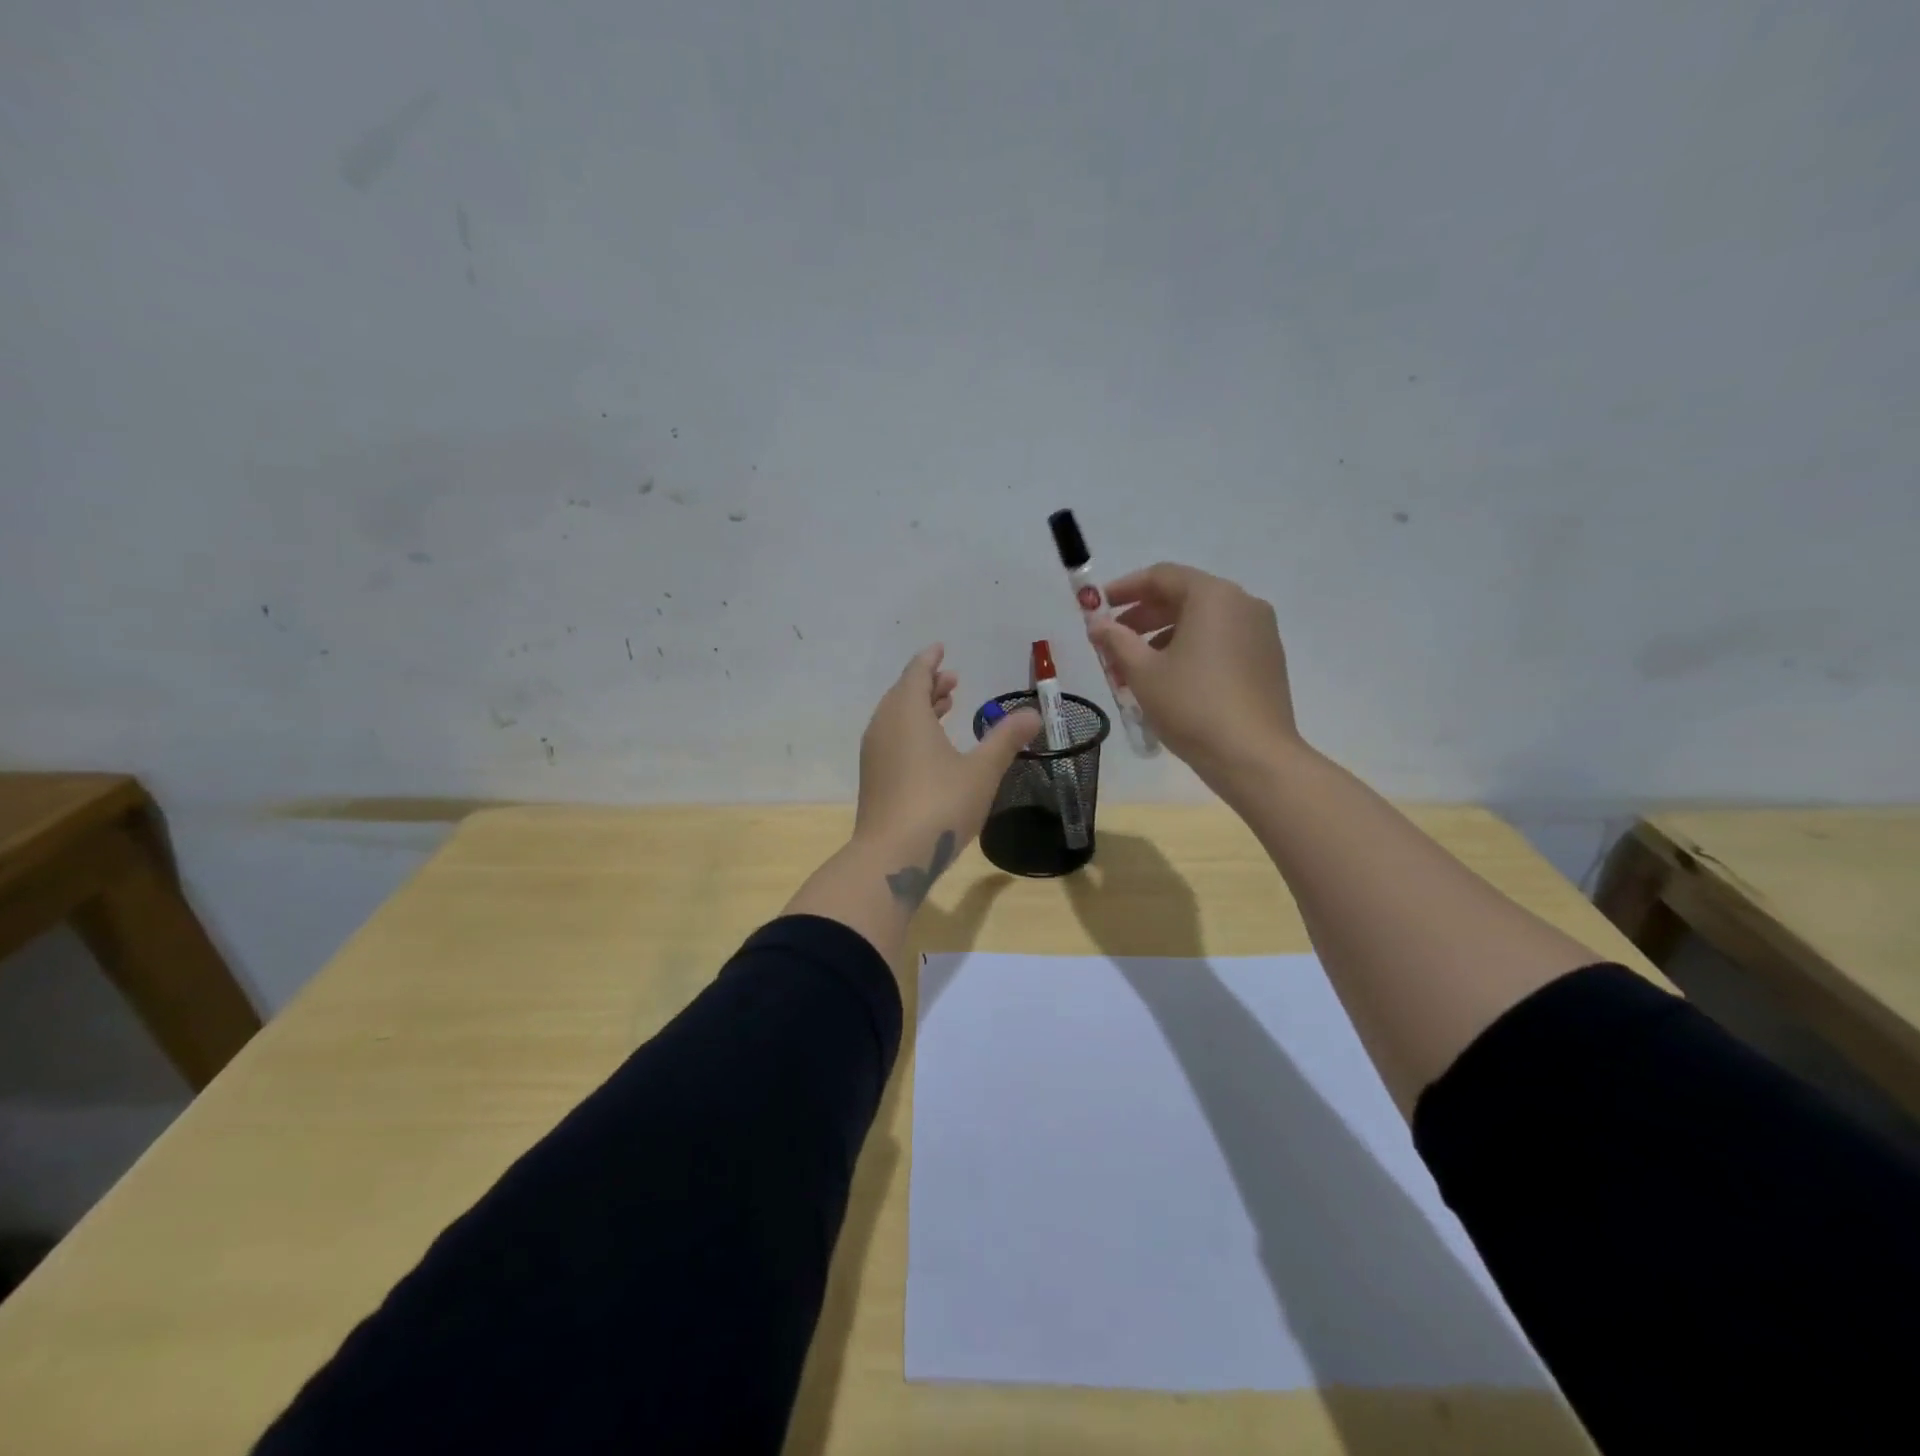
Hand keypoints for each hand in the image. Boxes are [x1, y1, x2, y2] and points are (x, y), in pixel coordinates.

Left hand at [853, 645, 1040, 905]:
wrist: (892, 855)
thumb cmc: (940, 804)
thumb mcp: (982, 770)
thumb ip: (1006, 739)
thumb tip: (1033, 714)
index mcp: (907, 713)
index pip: (917, 673)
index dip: (930, 660)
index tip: (941, 648)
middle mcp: (884, 726)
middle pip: (904, 693)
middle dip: (928, 684)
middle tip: (953, 680)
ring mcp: (875, 753)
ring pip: (896, 717)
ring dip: (920, 707)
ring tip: (946, 706)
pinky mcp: (874, 777)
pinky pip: (892, 737)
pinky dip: (911, 729)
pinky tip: (931, 748)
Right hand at [1089, 563, 1301, 792]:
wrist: (1253, 756)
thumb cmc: (1192, 706)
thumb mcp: (1143, 672)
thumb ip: (1116, 641)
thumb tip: (1098, 624)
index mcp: (1213, 596)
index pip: (1161, 576)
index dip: (1124, 588)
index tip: (1098, 606)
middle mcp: (1243, 604)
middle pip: (1183, 597)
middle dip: (1142, 617)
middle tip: (1112, 641)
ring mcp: (1261, 632)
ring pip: (1202, 622)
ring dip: (1163, 637)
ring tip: (1134, 669)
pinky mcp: (1267, 660)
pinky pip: (1220, 642)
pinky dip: (1190, 650)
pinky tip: (1170, 680)